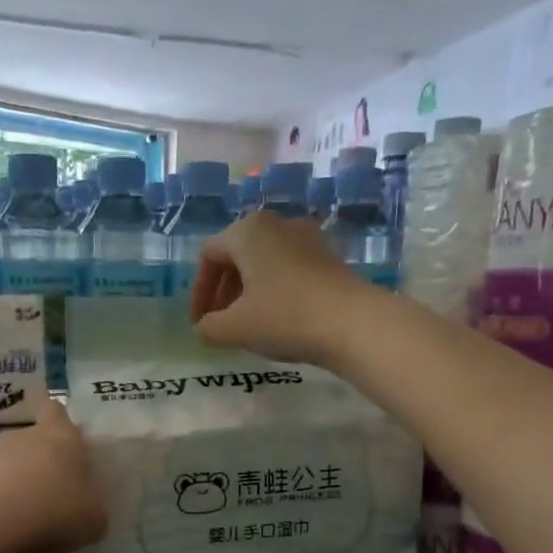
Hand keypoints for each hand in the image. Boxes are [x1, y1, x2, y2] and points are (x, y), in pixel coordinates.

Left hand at [0, 398, 107, 552]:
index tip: (70, 449)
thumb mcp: (94, 519)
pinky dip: (7, 526)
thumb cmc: (56, 507)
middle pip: (36, 450)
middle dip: (46, 479)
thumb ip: (94, 514)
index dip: (63, 425)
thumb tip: (90, 518)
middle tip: (60, 512)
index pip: (58, 412)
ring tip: (44, 549)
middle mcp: (23, 439)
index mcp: (60, 436)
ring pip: (15, 482)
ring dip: (27, 508)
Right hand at [187, 211, 373, 367]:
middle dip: (223, 291)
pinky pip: (289, 269)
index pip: (209, 255)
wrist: (353, 323)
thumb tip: (204, 328)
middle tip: (219, 322)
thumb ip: (208, 328)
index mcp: (248, 231)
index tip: (199, 323)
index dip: (199, 292)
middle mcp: (277, 224)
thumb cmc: (285, 317)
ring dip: (248, 291)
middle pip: (237, 255)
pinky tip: (278, 318)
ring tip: (247, 323)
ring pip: (264, 262)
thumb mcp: (234, 329)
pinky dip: (274, 290)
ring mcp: (308, 238)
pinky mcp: (329, 257)